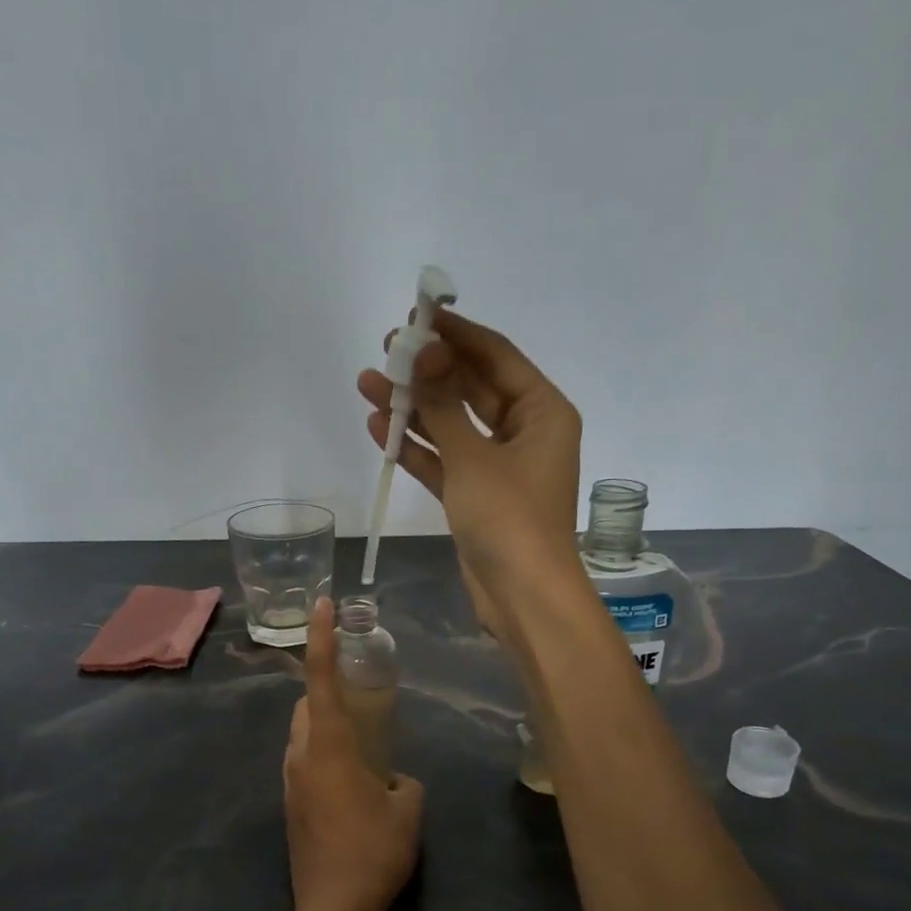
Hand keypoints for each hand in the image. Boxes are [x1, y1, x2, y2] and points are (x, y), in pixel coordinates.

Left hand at [282, 598, 423, 910]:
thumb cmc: (374, 851)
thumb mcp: (408, 810)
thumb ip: (404, 783)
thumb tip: (395, 781)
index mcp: (328, 746)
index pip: (320, 679)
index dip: (320, 639)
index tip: (322, 606)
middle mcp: (300, 757)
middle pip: (304, 707)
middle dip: (325, 692)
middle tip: (359, 698)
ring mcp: (290, 784)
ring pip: (301, 738)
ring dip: (323, 728)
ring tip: (360, 746)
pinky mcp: (290, 809)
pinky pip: (303, 766)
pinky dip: (322, 758)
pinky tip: (351, 785)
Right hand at [358, 309, 581, 634]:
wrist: (522, 597)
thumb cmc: (509, 519)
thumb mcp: (473, 457)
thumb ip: (444, 405)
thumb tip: (423, 352)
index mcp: (543, 412)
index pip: (496, 357)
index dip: (456, 334)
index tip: (418, 314)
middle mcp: (524, 432)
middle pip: (471, 388)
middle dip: (429, 371)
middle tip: (386, 350)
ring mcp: (499, 465)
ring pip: (453, 425)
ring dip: (414, 408)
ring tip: (368, 383)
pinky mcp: (477, 495)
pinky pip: (445, 460)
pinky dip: (417, 447)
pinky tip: (381, 428)